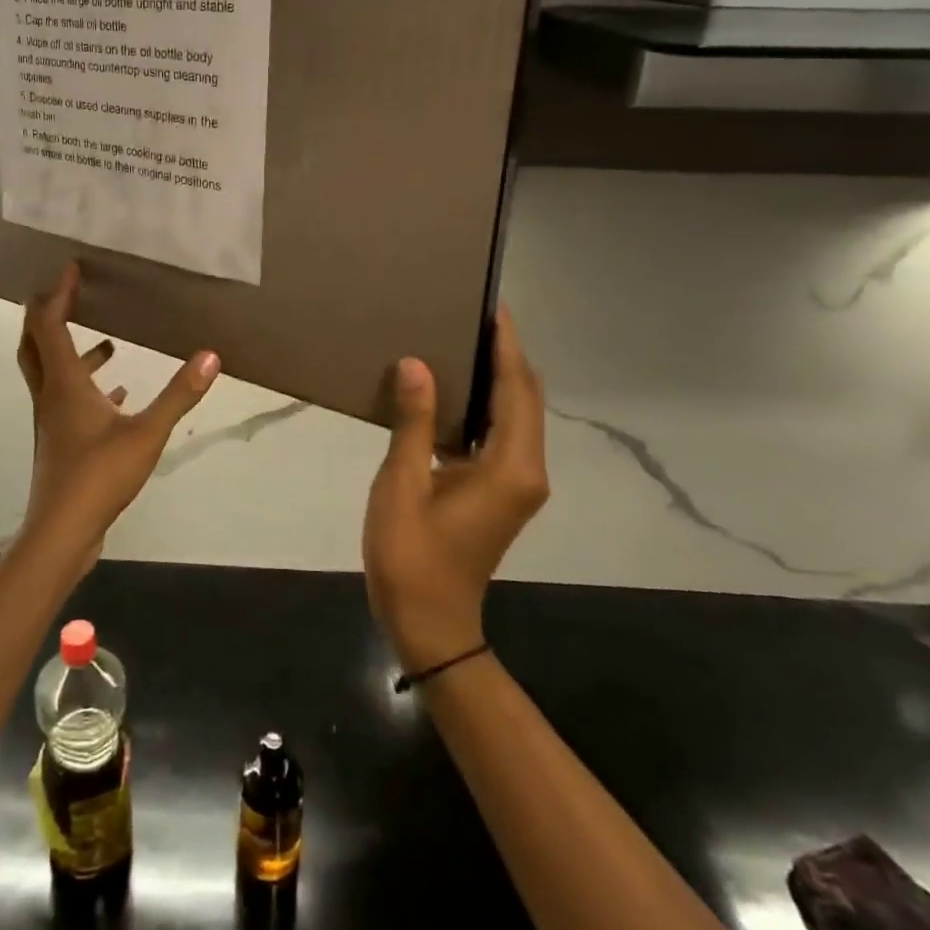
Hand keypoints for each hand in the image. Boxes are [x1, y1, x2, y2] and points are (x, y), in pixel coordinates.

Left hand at [16, 262, 220, 572]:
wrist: (62, 532)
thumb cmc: (99, 476)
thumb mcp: (147, 433)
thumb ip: (179, 395)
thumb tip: (211, 356)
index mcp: (65, 383)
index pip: (50, 324)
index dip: (58, 293)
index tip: (71, 268)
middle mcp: (51, 395)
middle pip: (36, 343)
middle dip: (48, 313)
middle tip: (70, 294)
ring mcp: (53, 420)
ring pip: (52, 372)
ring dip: (72, 351)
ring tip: (108, 342)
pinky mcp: (61, 441)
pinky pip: (68, 400)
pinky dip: (88, 386)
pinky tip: (117, 394)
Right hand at [362, 305, 548, 671]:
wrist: (430, 624)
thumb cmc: (412, 556)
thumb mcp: (403, 485)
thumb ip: (413, 422)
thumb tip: (417, 364)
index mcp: (510, 466)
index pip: (517, 389)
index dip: (507, 345)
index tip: (492, 305)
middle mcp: (525, 470)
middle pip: (524, 398)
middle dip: (505, 355)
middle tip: (470, 313)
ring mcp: (516, 483)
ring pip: (514, 415)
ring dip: (496, 378)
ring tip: (460, 340)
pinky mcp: (501, 491)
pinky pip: (499, 434)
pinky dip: (483, 405)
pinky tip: (450, 390)